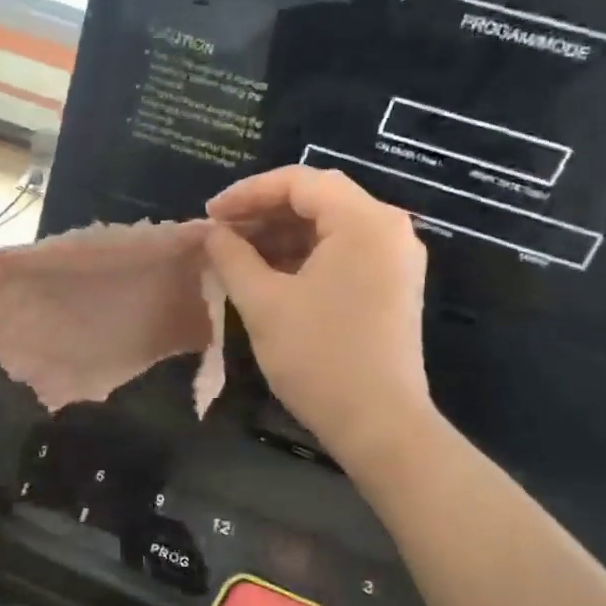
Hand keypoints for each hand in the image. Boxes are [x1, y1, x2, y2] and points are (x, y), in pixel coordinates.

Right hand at [205, 167, 433, 461]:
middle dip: (263, 212)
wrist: (378, 423)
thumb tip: (213, 234)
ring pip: (329, 227)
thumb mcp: (263, 303)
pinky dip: (303, 256)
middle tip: (220, 234)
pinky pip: (343, 253)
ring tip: (236, 255)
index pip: (299, 182)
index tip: (209, 215)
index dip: (247, 193)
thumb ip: (232, 257)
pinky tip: (269, 275)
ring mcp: (395, 259)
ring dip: (281, 235)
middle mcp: (389, 229)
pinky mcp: (392, 286)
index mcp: (364, 221)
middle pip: (318, 199)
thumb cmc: (318, 357)